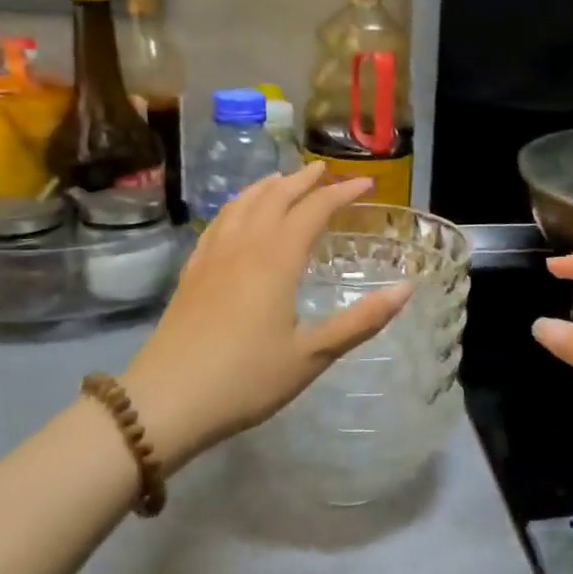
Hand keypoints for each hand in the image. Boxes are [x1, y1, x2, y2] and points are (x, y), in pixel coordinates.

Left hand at [121, 165, 412, 472]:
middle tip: (325, 170)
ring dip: (267, 186)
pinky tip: (237, 214)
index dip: (341, 192)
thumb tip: (406, 289)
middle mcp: (244, 247)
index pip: (314, 210)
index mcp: (276, 261)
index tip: (366, 182)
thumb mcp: (312, 356)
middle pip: (275, 197)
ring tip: (283, 180)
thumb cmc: (246, 380)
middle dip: (303, 180)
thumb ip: (361, 321)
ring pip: (242, 204)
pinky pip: (218, 223)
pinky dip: (236, 206)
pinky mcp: (192, 273)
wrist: (165, 402)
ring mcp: (213, 257)